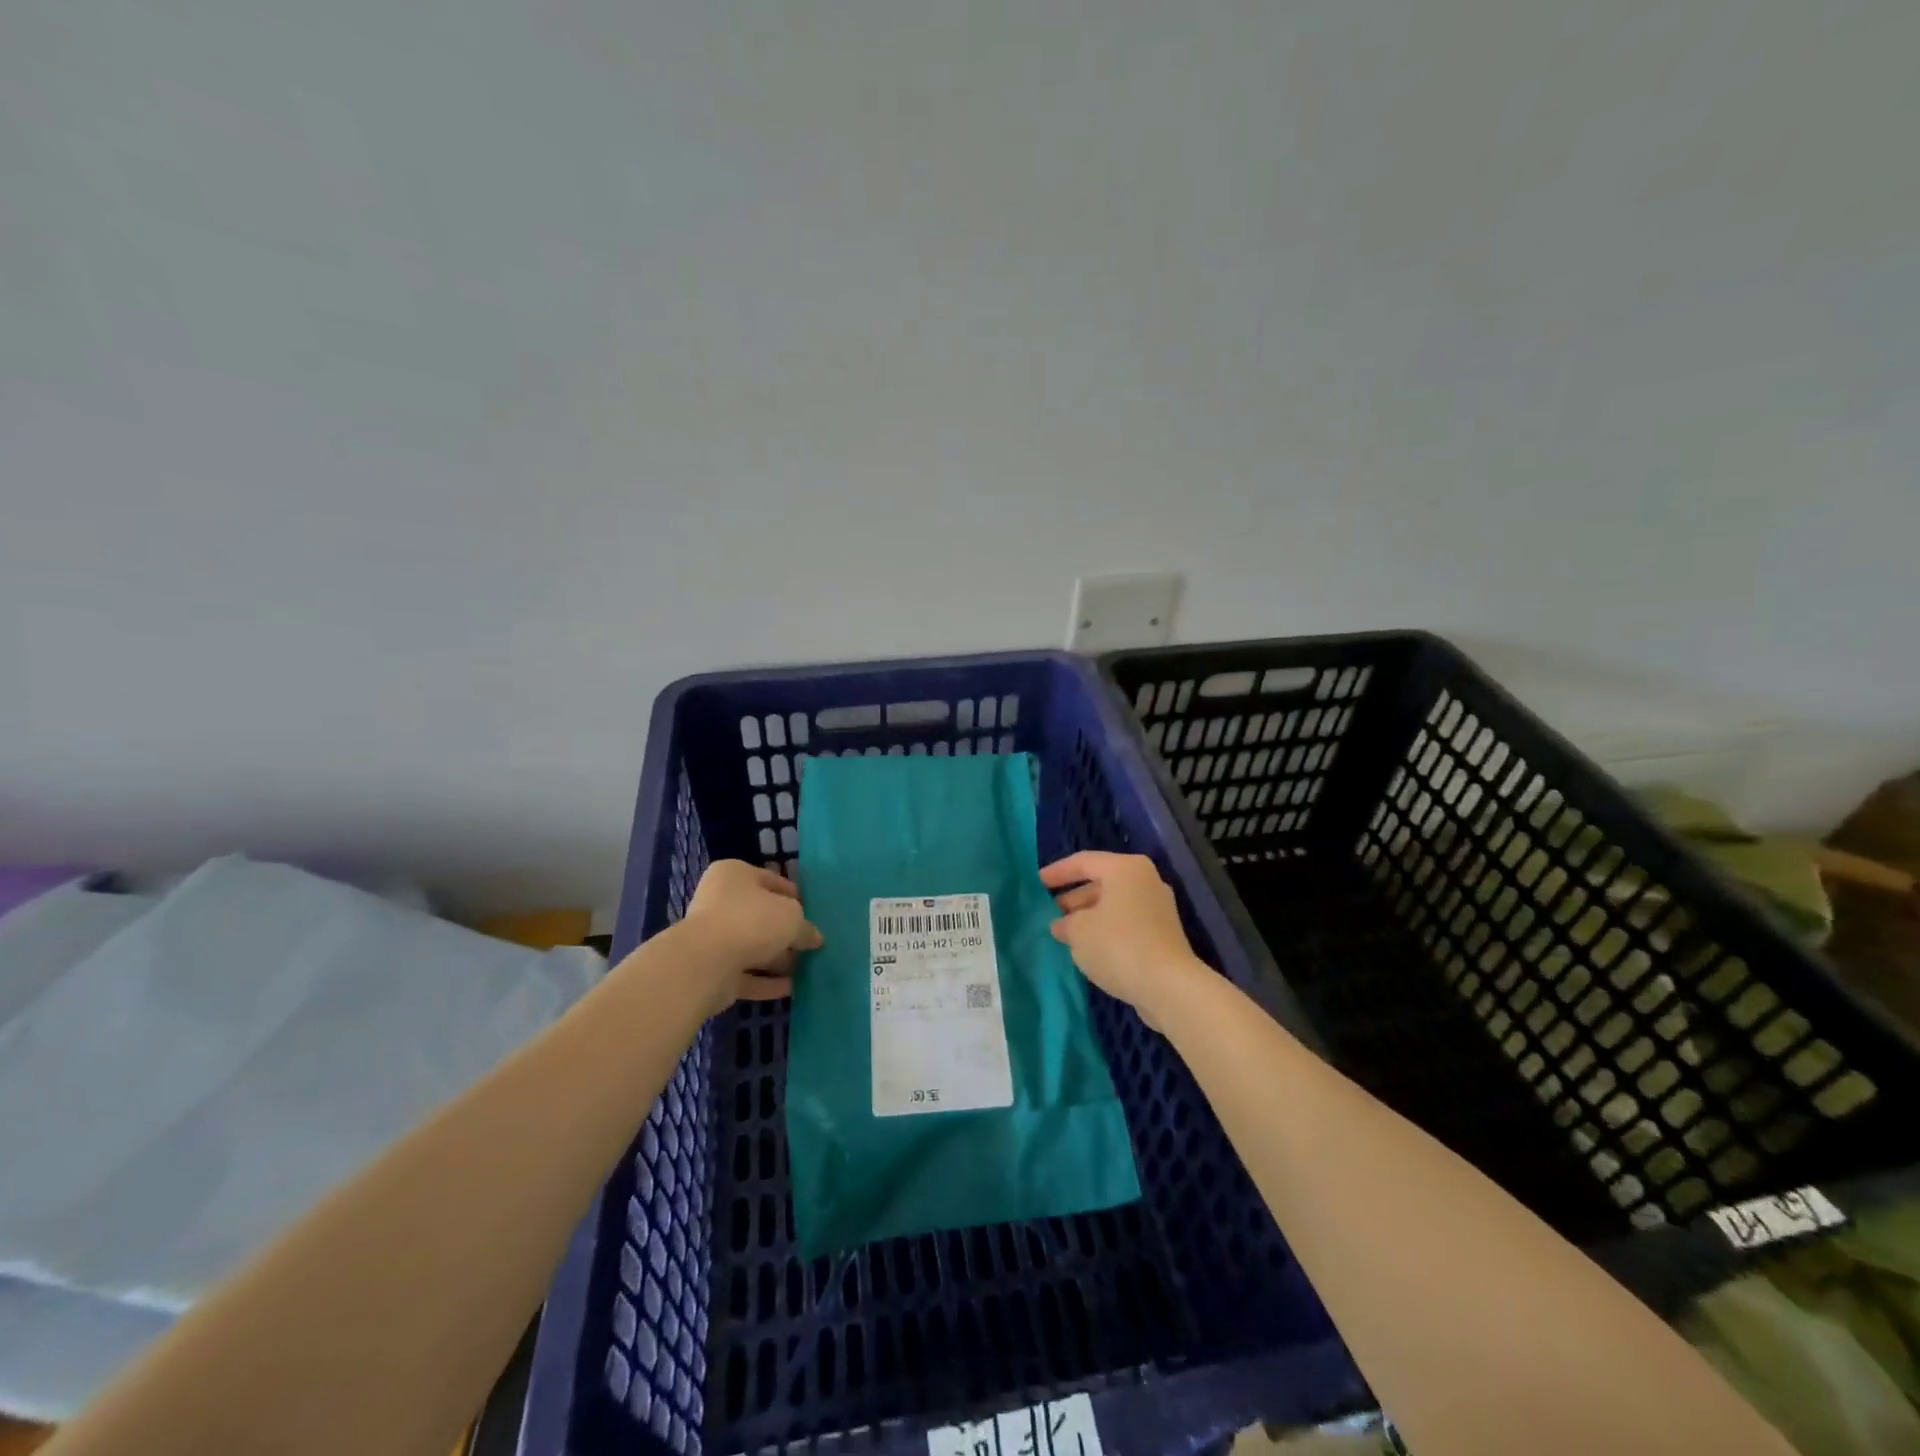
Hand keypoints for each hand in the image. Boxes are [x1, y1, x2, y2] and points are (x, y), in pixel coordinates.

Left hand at [678, 861, 822, 1012]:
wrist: (705, 963)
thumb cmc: (752, 921)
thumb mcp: (792, 916)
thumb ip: (806, 927)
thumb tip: (814, 938)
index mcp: (734, 875)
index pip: (771, 880)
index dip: (794, 897)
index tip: (812, 913)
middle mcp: (720, 902)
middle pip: (760, 916)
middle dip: (785, 932)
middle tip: (810, 944)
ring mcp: (713, 937)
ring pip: (752, 947)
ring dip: (777, 959)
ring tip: (806, 970)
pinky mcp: (711, 970)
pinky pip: (745, 974)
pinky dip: (766, 982)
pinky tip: (790, 989)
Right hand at [1040, 851, 1207, 1022]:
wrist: (1168, 986)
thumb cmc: (1118, 945)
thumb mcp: (1079, 931)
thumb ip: (1065, 922)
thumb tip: (1063, 924)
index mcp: (1125, 868)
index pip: (1083, 862)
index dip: (1057, 872)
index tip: (1037, 883)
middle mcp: (1145, 881)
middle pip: (1101, 882)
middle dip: (1074, 898)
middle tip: (1051, 912)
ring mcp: (1158, 908)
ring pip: (1114, 904)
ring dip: (1088, 916)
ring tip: (1065, 934)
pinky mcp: (1163, 934)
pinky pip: (1126, 923)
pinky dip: (1106, 930)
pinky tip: (1089, 948)